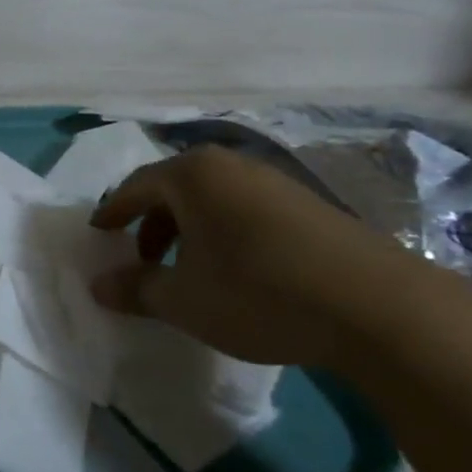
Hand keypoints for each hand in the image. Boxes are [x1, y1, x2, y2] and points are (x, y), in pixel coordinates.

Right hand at [87, 146, 443, 366]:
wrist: (375, 306)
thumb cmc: (257, 293)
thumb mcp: (184, 300)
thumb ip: (135, 289)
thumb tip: (97, 285)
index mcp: (192, 175)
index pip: (134, 186)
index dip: (112, 212)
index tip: (99, 235)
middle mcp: (230, 165)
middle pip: (174, 187)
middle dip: (151, 222)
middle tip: (141, 257)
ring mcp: (273, 180)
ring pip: (212, 198)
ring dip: (189, 229)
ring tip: (188, 268)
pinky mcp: (307, 203)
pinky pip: (244, 208)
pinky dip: (224, 231)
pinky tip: (237, 270)